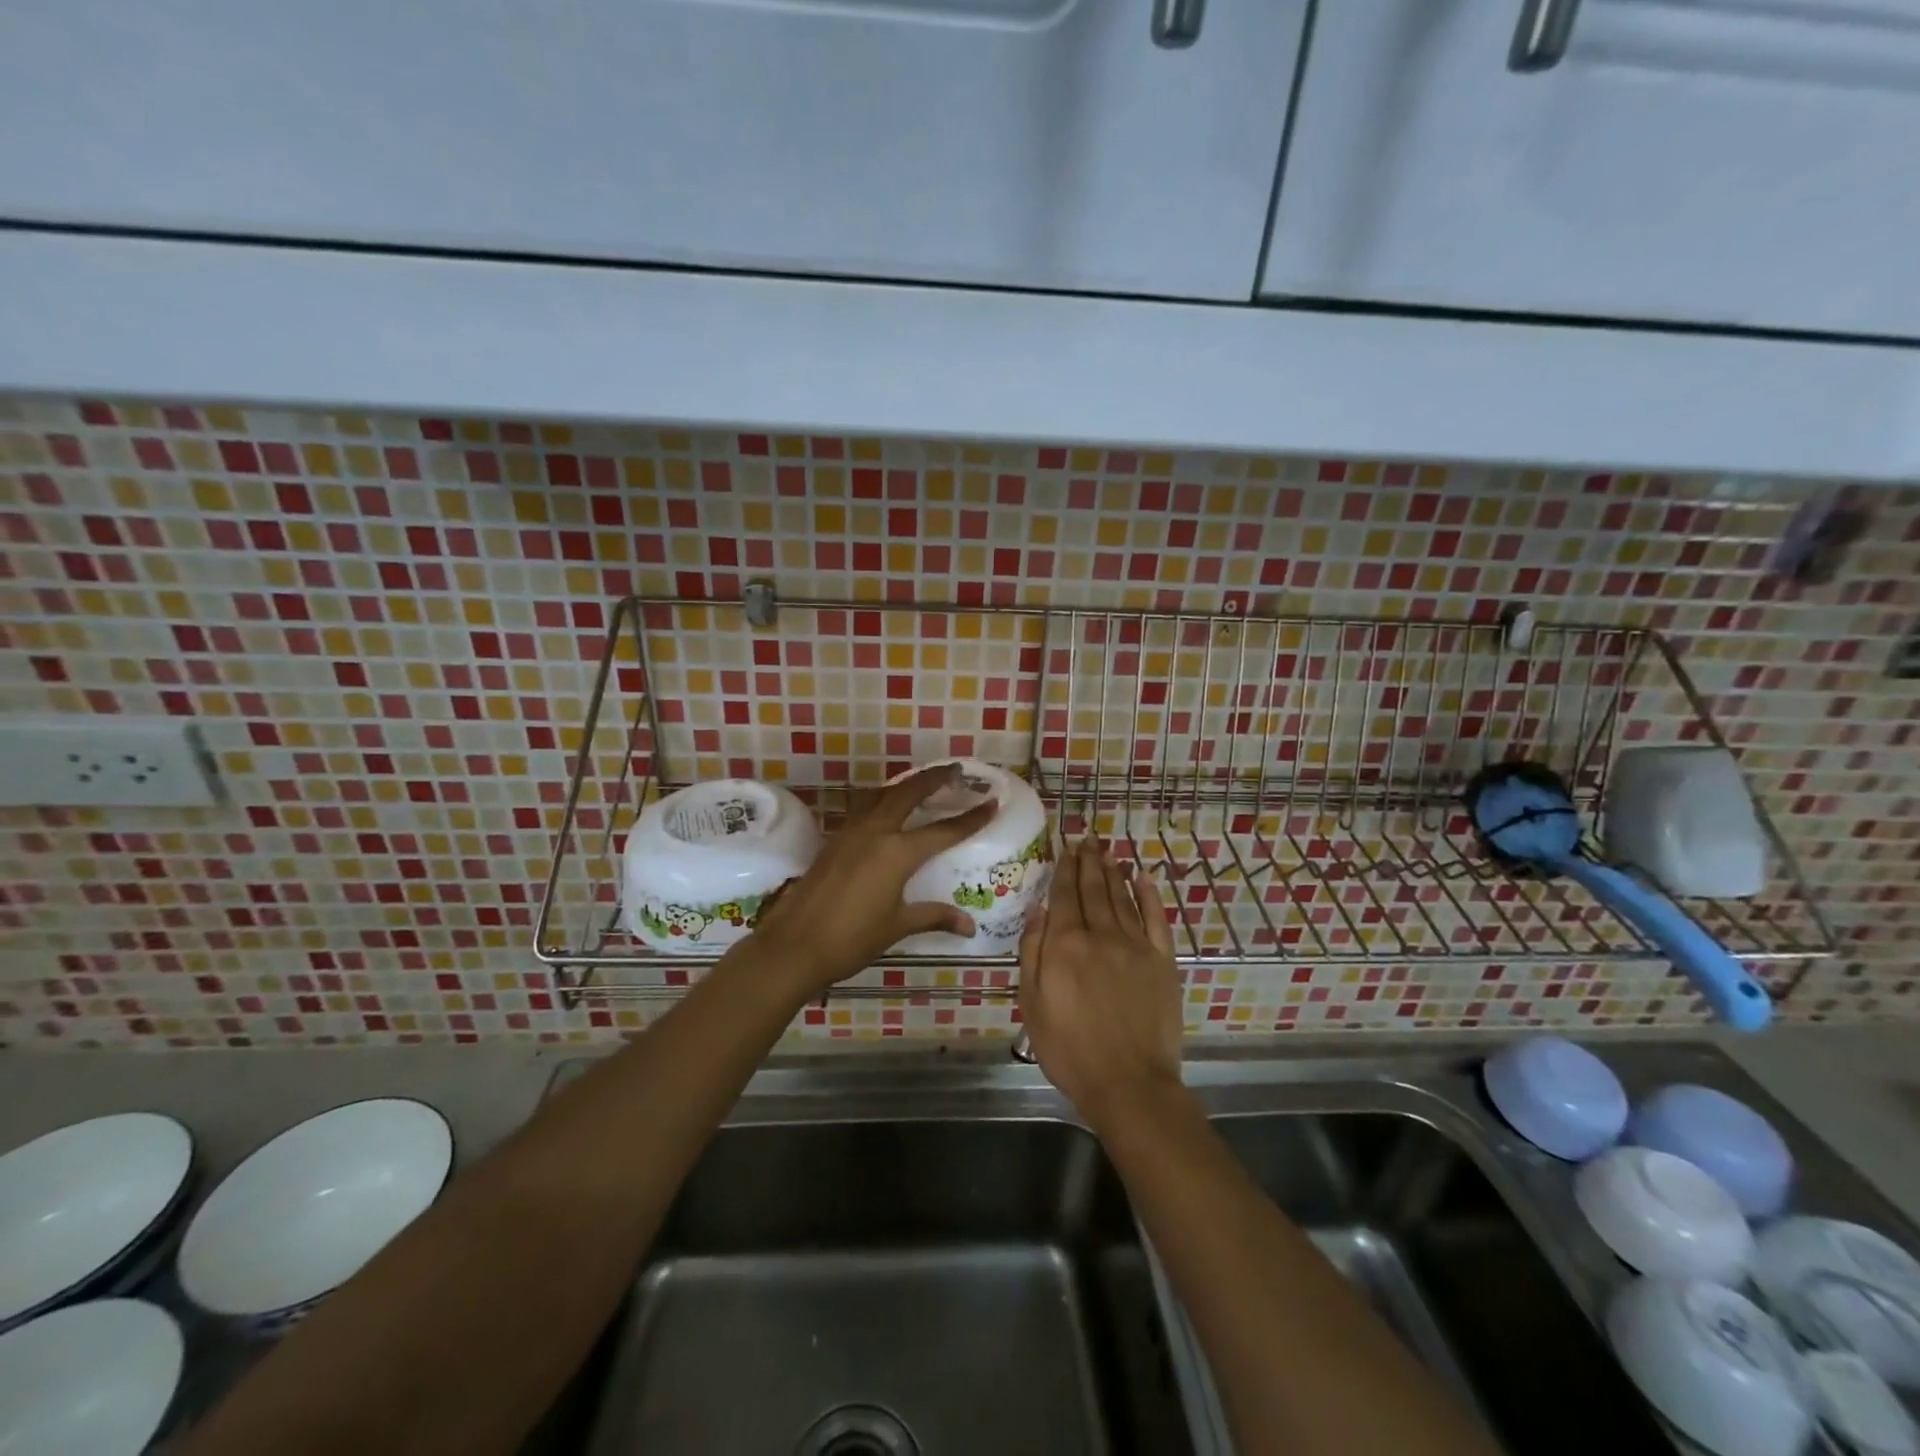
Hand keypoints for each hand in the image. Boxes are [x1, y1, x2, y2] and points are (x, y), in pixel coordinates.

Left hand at [743, 764, 996, 996]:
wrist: (795, 944)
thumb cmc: (851, 939)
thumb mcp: (897, 926)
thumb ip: (934, 916)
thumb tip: (968, 925)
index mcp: (897, 853)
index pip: (943, 830)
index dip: (970, 818)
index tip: (990, 801)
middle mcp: (876, 832)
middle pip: (909, 793)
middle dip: (934, 778)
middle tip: (954, 770)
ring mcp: (851, 832)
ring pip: (882, 795)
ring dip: (905, 784)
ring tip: (921, 782)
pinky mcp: (835, 839)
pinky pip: (864, 807)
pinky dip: (882, 798)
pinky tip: (885, 807)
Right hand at [1018, 837, 1183, 1130]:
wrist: (1129, 1083)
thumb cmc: (1070, 1049)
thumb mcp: (1032, 1003)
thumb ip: (1033, 952)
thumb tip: (1038, 910)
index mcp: (1066, 944)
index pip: (1064, 895)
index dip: (1065, 868)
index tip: (1066, 847)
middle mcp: (1101, 934)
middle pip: (1094, 889)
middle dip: (1089, 861)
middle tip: (1088, 838)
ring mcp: (1136, 946)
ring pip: (1122, 897)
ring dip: (1114, 871)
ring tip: (1108, 851)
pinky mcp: (1163, 961)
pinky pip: (1156, 918)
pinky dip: (1150, 895)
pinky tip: (1144, 877)